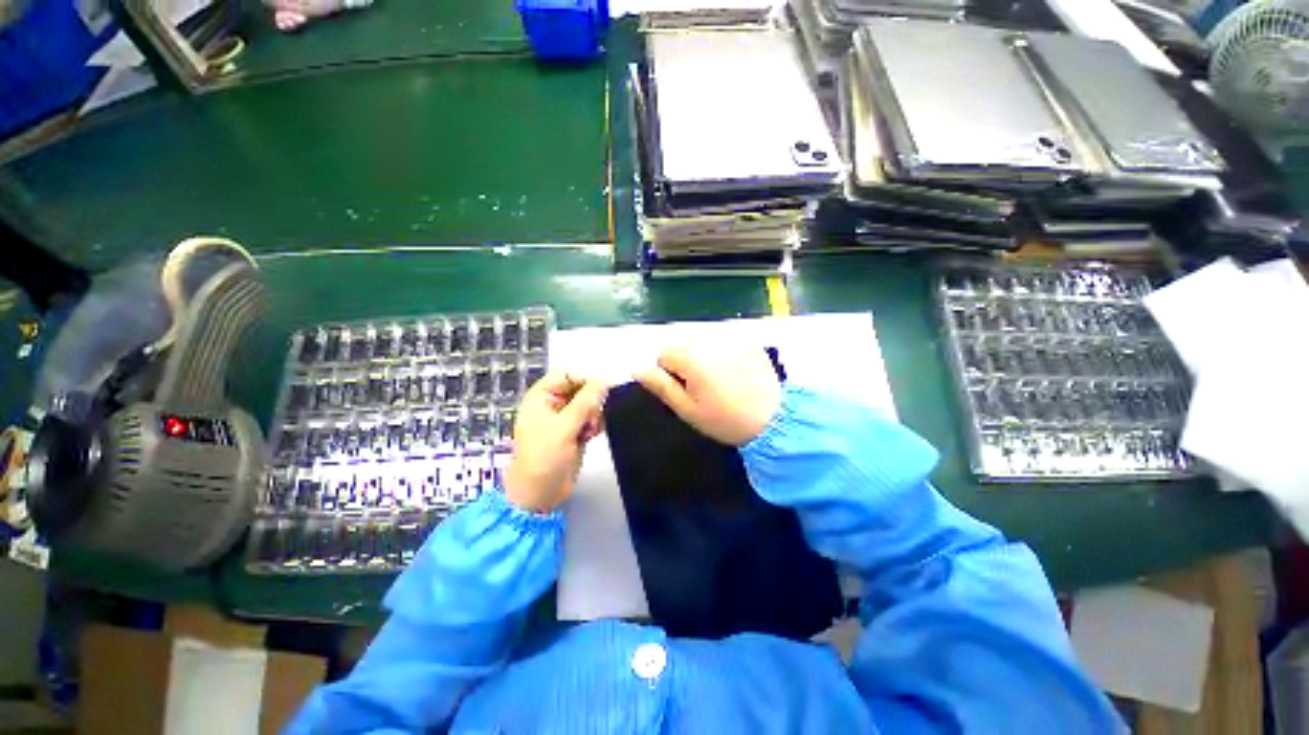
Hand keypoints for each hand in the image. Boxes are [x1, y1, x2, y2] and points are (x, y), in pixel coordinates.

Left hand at [504, 371, 607, 512]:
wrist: (539, 495)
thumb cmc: (544, 458)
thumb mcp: (564, 427)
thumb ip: (585, 402)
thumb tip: (604, 381)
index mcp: (541, 397)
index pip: (567, 375)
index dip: (585, 379)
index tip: (603, 389)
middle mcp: (553, 404)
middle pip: (580, 389)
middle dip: (591, 400)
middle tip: (594, 417)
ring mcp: (564, 419)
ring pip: (588, 404)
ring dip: (594, 413)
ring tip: (591, 429)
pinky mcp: (575, 432)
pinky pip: (591, 418)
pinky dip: (595, 424)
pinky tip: (592, 434)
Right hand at [636, 345, 781, 445]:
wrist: (774, 420)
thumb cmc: (725, 419)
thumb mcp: (687, 409)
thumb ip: (661, 386)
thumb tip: (638, 369)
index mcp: (691, 356)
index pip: (663, 354)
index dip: (670, 375)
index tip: (687, 393)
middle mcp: (709, 339)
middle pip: (682, 344)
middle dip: (686, 363)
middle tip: (704, 389)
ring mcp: (731, 338)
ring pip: (702, 341)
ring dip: (703, 356)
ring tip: (721, 381)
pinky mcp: (748, 341)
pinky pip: (724, 342)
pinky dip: (722, 353)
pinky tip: (735, 373)